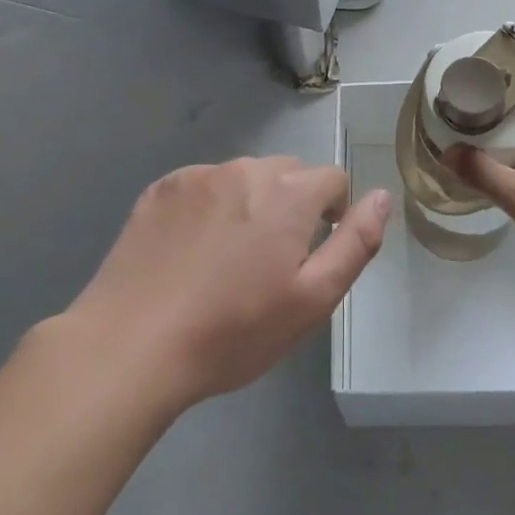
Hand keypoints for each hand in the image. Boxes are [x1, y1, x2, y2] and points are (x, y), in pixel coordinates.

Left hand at [62, 157, 391, 413]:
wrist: (132, 345)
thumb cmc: (234, 331)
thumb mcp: (313, 299)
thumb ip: (355, 243)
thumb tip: (382, 197)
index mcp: (288, 193)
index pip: (332, 179)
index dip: (334, 212)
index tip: (314, 251)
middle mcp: (244, 170)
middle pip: (287, 173)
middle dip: (291, 205)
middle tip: (271, 262)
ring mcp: (196, 177)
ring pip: (242, 178)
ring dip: (249, 204)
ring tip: (228, 259)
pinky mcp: (159, 190)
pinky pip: (202, 186)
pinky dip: (208, 207)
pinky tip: (191, 252)